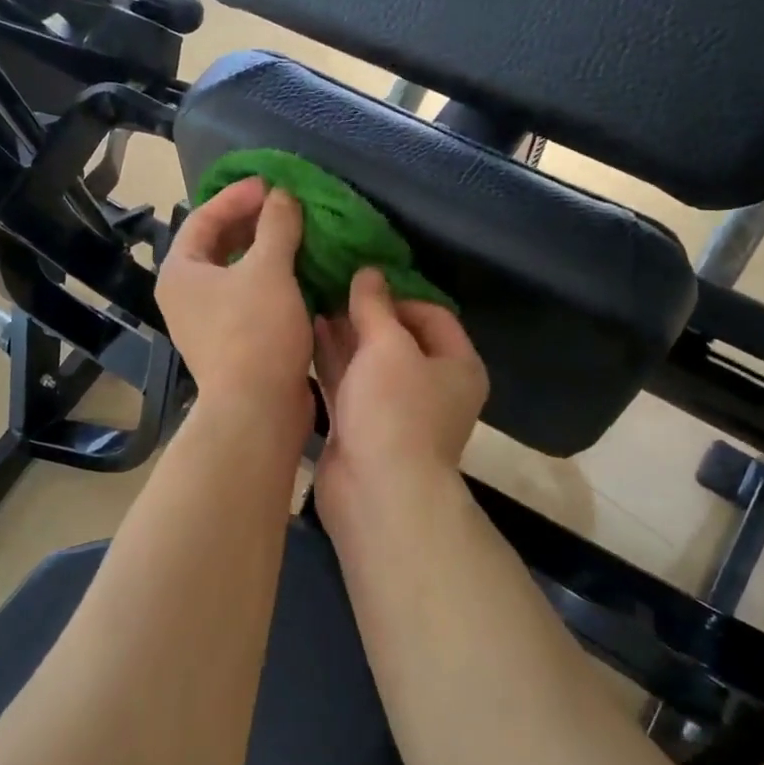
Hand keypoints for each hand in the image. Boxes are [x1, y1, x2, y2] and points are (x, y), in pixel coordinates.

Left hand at [158, 176, 314, 423]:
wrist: (257, 408)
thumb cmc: (255, 332)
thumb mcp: (268, 270)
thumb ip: (276, 226)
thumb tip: (282, 196)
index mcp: (181, 272)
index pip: (203, 218)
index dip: (237, 196)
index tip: (272, 183)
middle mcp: (186, 295)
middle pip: (218, 245)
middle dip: (253, 223)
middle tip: (287, 207)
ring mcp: (208, 322)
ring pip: (237, 274)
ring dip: (266, 253)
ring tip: (300, 235)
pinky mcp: (232, 342)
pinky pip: (250, 298)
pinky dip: (272, 281)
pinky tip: (302, 274)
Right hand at [313, 267, 488, 518]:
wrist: (377, 493)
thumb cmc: (395, 411)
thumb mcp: (388, 346)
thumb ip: (375, 306)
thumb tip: (369, 271)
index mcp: (457, 366)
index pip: (432, 315)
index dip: (397, 295)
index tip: (361, 283)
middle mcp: (431, 386)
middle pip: (398, 338)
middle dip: (365, 313)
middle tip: (329, 285)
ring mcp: (395, 409)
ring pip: (369, 361)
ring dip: (344, 334)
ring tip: (311, 301)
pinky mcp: (363, 427)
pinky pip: (348, 384)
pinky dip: (332, 361)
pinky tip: (306, 333)